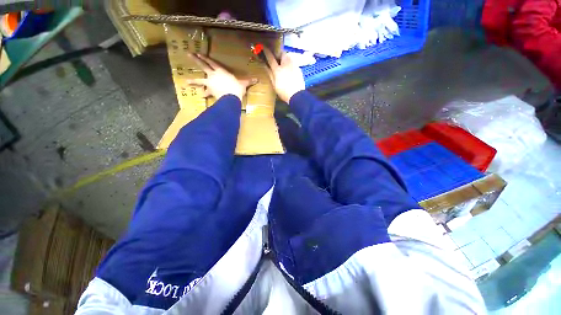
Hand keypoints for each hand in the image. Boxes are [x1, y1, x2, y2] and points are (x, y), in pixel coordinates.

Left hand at [186, 53, 256, 100]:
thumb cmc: (237, 88)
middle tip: (188, 54)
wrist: (231, 96)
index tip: (199, 53)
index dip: (206, 58)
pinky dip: (204, 94)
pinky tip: (200, 96)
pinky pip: (206, 92)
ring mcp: (210, 82)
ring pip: (200, 80)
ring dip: (193, 81)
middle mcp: (214, 75)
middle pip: (203, 66)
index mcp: (221, 71)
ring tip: (186, 82)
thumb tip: (258, 80)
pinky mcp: (210, 91)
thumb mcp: (243, 84)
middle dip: (196, 60)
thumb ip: (249, 81)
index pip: (212, 62)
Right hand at [263, 47, 305, 102]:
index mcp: (278, 69)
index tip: (264, 47)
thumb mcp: (274, 85)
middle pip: (282, 53)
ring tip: (284, 65)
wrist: (297, 95)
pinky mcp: (299, 69)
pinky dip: (290, 65)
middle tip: (277, 59)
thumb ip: (270, 74)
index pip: (271, 58)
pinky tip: (290, 72)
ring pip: (289, 57)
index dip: (266, 52)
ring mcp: (294, 66)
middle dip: (279, 54)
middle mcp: (286, 64)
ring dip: (285, 59)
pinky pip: (293, 64)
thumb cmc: (284, 92)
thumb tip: (265, 66)